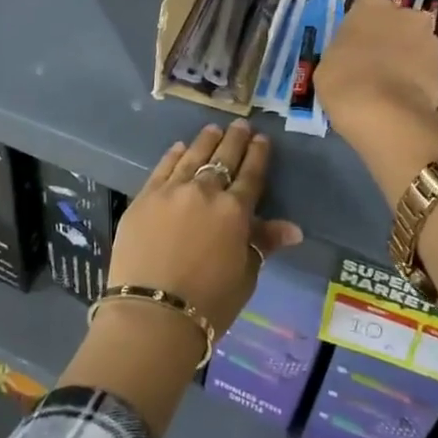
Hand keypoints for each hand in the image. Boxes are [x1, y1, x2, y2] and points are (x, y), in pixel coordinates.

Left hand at [107, 120, 302, 336]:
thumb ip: (263, 243)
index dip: (258, 154)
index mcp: (235, 210)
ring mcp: (171, 190)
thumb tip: (294, 229)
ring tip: (213, 129)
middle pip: (223, 157)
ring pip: (192, 156)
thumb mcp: (245, 275)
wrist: (153, 313)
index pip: (251, 174)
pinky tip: (179, 147)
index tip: (262, 139)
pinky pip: (163, 168)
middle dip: (235, 139)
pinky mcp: (144, 198)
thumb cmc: (209, 302)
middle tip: (241, 125)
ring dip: (205, 141)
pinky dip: (174, 155)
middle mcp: (205, 191)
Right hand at [315, 0, 437, 140]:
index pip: (365, 12)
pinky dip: (417, 80)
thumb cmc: (344, 81)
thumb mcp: (327, 64)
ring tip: (390, 87)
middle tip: (373, 67)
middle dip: (389, 41)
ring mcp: (429, 39)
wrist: (386, 113)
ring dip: (406, 59)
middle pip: (396, 24)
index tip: (353, 52)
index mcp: (371, 6)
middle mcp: (405, 13)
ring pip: (415, 45)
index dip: (361, 33)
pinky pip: (426, 69)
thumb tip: (352, 59)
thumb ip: (343, 53)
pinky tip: (403, 98)